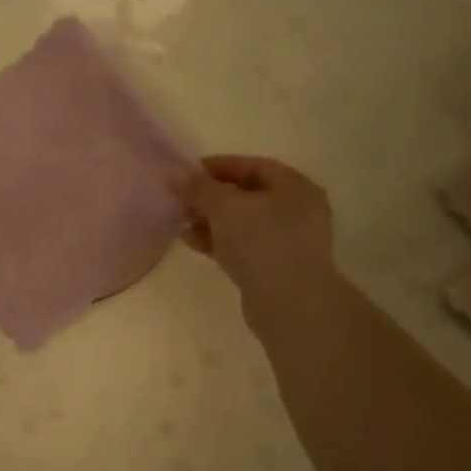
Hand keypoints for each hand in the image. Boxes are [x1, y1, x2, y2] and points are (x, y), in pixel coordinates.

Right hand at [173, 155, 334, 298]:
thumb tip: (174, 174)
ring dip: (211, 221)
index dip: (218, 167)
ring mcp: (287, 242)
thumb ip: (198, 188)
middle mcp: (296, 211)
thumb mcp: (225, 206)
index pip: (253, 166)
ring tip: (180, 222)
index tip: (186, 173)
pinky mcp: (274, 269)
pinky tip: (191, 242)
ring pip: (242, 223)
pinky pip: (242, 247)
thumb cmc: (262, 242)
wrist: (289, 304)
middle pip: (247, 195)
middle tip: (180, 200)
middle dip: (211, 197)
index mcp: (295, 187)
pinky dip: (218, 242)